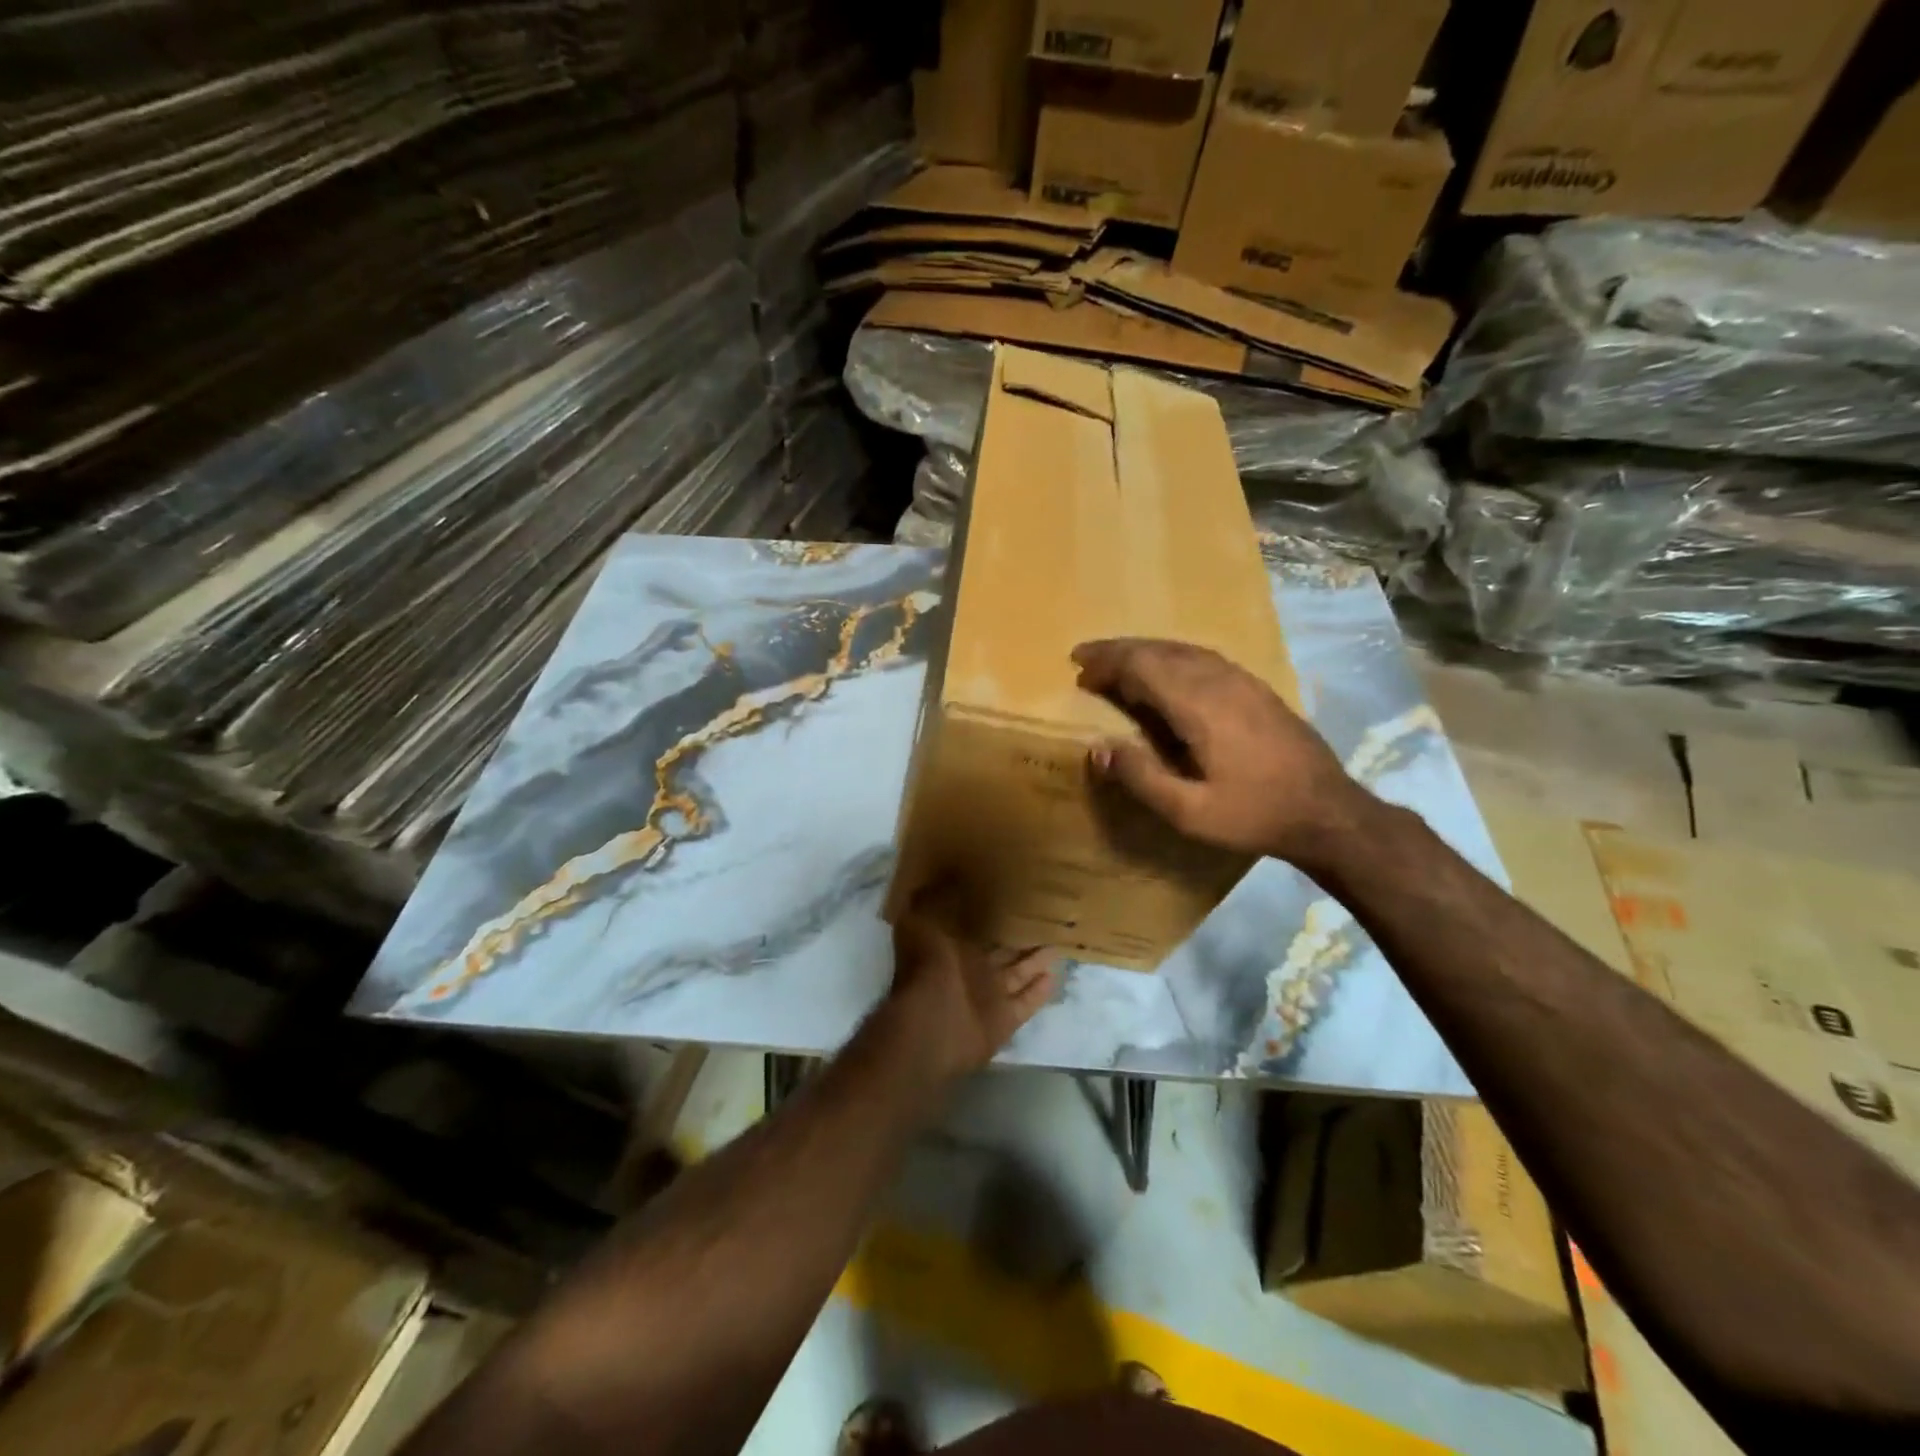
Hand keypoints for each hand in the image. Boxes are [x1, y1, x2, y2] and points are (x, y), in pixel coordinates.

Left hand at [886, 887, 1057, 1080]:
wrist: (930, 1023)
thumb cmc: (925, 966)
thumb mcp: (919, 919)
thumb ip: (936, 897)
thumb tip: (949, 872)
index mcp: (950, 944)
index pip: (976, 924)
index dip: (992, 911)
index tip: (1014, 892)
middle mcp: (970, 969)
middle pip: (1002, 950)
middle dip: (1020, 935)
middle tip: (1047, 916)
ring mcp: (988, 996)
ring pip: (1018, 973)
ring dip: (1036, 960)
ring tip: (1059, 942)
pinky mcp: (1003, 1020)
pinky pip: (1026, 1002)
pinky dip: (1039, 992)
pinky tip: (1054, 975)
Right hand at [1072, 637, 1370, 872]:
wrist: (1327, 812)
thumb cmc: (1253, 814)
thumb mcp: (1189, 812)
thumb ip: (1142, 778)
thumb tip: (1098, 749)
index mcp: (1199, 706)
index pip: (1143, 666)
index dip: (1108, 662)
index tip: (1078, 668)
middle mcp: (1220, 681)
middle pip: (1161, 650)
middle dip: (1120, 650)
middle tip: (1087, 657)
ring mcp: (1243, 681)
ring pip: (1184, 650)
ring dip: (1146, 650)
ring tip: (1118, 661)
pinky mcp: (1257, 688)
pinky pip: (1205, 658)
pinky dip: (1173, 657)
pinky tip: (1167, 670)